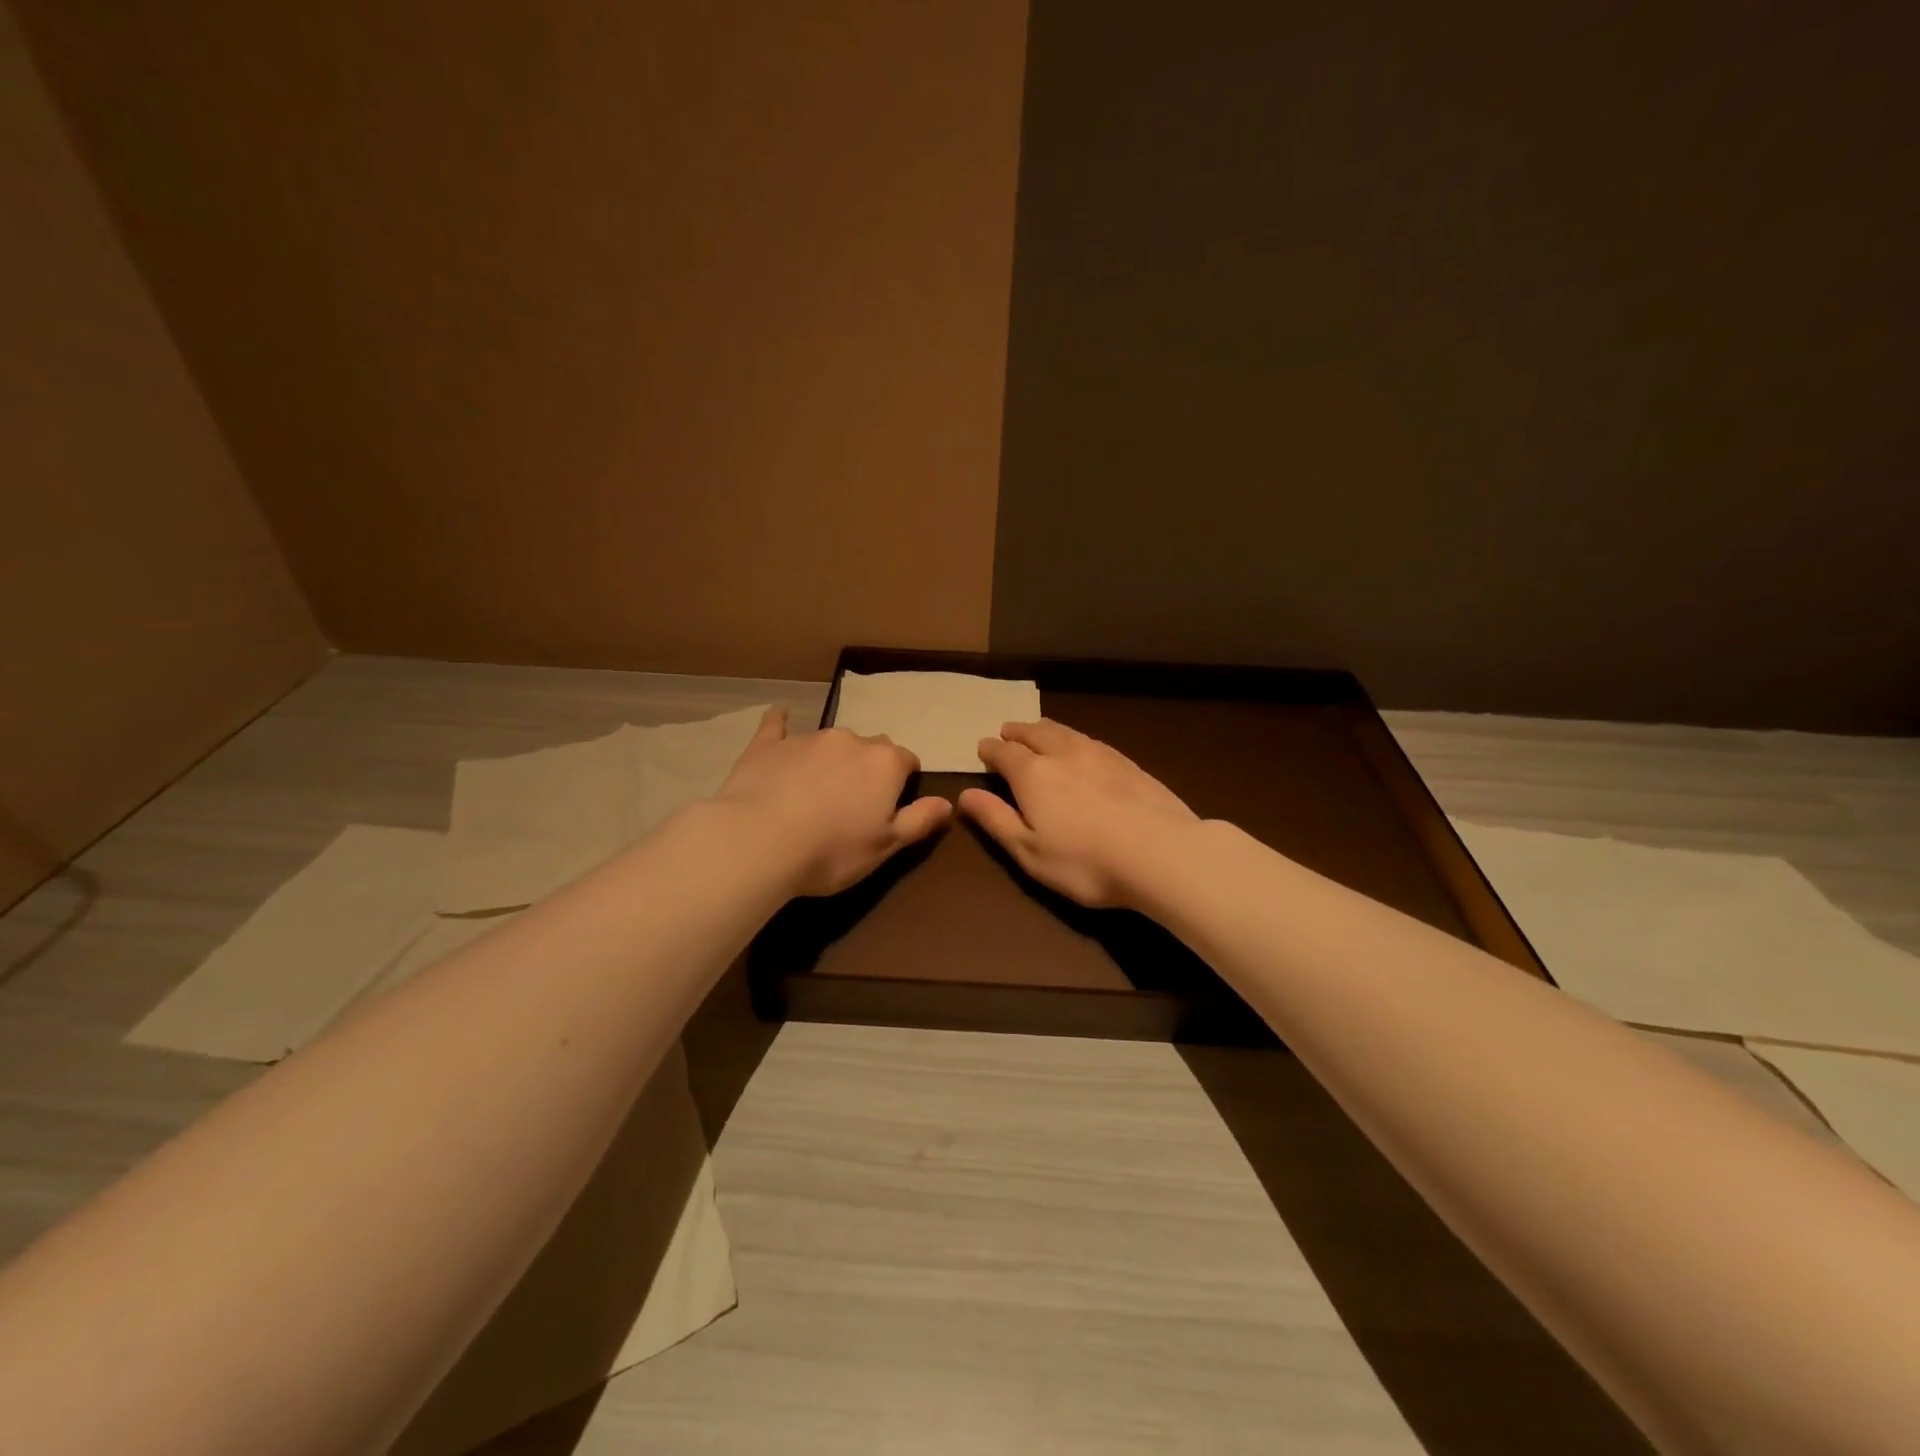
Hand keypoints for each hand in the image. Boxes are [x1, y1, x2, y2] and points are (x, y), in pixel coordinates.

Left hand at [714, 707, 952, 896]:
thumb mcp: (886, 846)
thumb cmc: (831, 851)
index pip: (908, 761)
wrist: (758, 842)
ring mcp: (808, 738)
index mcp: (885, 763)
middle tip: (854, 803)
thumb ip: (920, 820)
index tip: (891, 807)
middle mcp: (851, 740)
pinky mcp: (769, 744)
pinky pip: (778, 725)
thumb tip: (948, 802)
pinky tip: (779, 717)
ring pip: (831, 741)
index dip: (903, 783)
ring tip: (816, 791)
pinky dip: (781, 724)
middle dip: (868, 768)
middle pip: (870, 748)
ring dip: (831, 759)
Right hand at [958, 719, 1199, 908]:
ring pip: (1065, 732)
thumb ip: (995, 819)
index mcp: (1033, 774)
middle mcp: (1063, 753)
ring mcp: (1100, 754)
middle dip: (1017, 732)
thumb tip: (964, 794)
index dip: (990, 749)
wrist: (1161, 853)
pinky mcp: (1129, 763)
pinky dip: (1075, 739)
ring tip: (1039, 730)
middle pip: (1035, 733)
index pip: (1004, 752)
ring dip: (1046, 729)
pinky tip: (1082, 747)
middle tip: (1008, 731)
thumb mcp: (1028, 851)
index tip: (983, 748)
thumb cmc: (1084, 861)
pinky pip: (1092, 740)